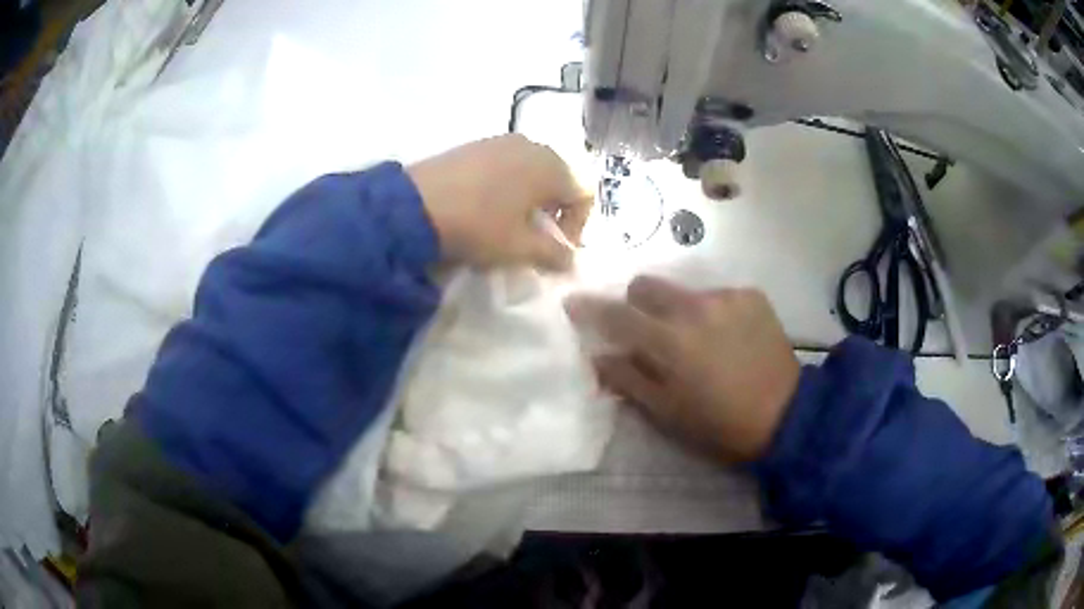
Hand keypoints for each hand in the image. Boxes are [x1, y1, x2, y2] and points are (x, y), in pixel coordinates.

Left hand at [408, 134, 591, 270]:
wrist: (415, 204)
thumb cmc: (479, 224)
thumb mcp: (519, 247)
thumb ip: (553, 255)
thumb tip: (570, 261)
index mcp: (551, 166)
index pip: (583, 195)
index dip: (576, 228)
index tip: (557, 252)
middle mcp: (532, 145)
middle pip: (558, 180)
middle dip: (553, 212)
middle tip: (535, 239)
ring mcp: (500, 141)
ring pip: (531, 172)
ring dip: (530, 200)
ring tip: (509, 224)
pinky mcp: (475, 145)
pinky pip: (505, 166)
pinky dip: (507, 187)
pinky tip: (486, 207)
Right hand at [565, 276, 800, 461]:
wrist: (786, 416)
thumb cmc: (720, 424)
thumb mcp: (667, 413)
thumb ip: (628, 379)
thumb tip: (598, 356)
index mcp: (670, 342)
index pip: (617, 314)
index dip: (590, 308)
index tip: (573, 302)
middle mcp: (695, 308)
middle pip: (647, 285)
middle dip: (637, 304)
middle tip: (649, 331)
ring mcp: (727, 298)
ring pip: (684, 292)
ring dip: (680, 311)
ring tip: (701, 341)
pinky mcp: (751, 296)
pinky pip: (718, 295)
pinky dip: (714, 313)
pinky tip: (730, 338)